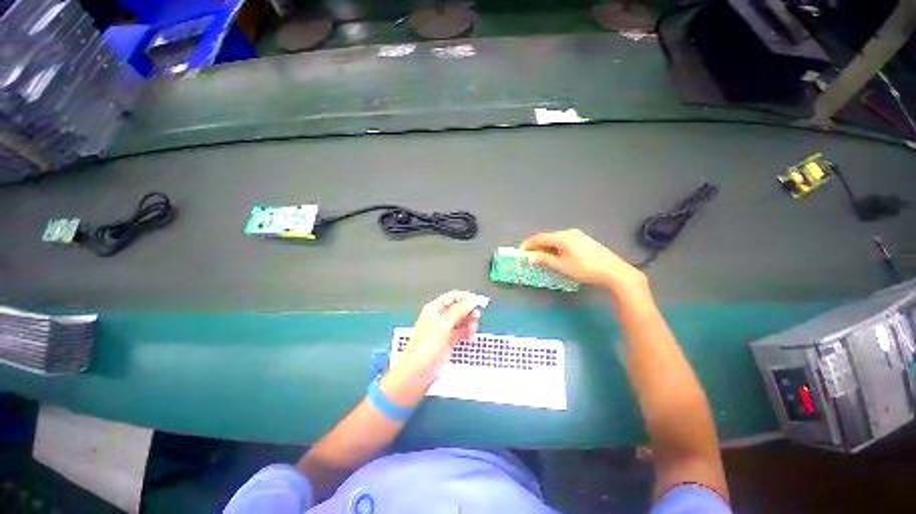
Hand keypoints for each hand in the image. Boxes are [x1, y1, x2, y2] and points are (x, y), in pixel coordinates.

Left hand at [395, 291, 483, 383]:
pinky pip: (463, 331)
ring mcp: (446, 329)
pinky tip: (471, 339)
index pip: (454, 297)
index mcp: (435, 308)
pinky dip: (469, 333)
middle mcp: (441, 316)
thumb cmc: (425, 348)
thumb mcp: (442, 326)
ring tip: (472, 333)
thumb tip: (473, 299)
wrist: (418, 374)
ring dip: (471, 324)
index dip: (467, 298)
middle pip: (461, 307)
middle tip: (475, 321)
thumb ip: (458, 311)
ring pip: (464, 319)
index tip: (480, 303)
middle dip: (470, 313)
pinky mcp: (450, 340)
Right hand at [521, 229, 647, 294]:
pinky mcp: (585, 241)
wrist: (613, 271)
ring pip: (557, 240)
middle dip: (537, 246)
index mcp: (562, 237)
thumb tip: (530, 257)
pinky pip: (565, 242)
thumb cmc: (584, 268)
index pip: (540, 238)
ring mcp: (579, 236)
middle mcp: (569, 233)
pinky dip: (556, 248)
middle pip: (548, 238)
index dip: (529, 244)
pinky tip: (557, 256)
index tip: (521, 251)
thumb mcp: (562, 266)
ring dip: (547, 247)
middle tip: (530, 255)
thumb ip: (544, 260)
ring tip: (541, 257)